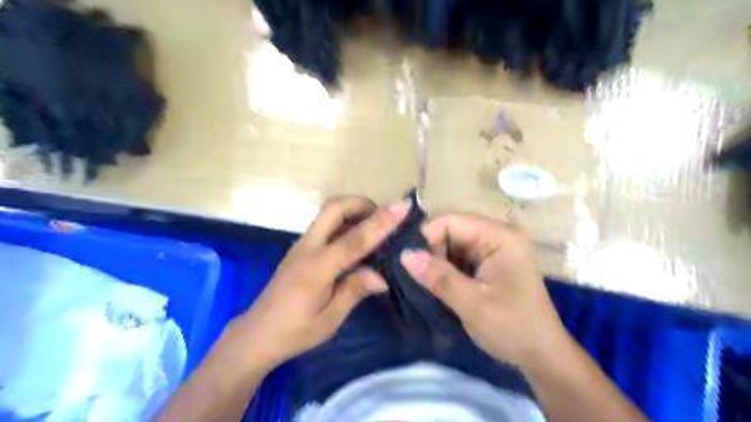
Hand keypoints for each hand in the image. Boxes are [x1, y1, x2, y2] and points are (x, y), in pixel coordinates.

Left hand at [234, 196, 409, 367]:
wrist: (256, 334)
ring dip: (353, 210)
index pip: (355, 239)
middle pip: (333, 208)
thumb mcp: (329, 320)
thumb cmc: (294, 332)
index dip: (381, 221)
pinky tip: (356, 238)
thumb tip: (382, 277)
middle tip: (384, 215)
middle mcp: (307, 248)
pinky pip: (324, 224)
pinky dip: (344, 221)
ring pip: (327, 212)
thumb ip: (354, 291)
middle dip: (362, 203)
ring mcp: (300, 245)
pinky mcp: (299, 248)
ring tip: (375, 224)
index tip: (403, 206)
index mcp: (318, 268)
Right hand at [405, 214, 568, 369]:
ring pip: (451, 244)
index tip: (410, 264)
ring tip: (428, 284)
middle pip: (450, 230)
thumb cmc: (513, 328)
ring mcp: (494, 247)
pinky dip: (446, 269)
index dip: (426, 238)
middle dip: (431, 252)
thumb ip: (439, 277)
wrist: (542, 355)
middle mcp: (498, 234)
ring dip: (437, 262)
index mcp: (500, 236)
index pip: (450, 221)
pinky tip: (440, 286)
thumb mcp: (472, 304)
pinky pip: (459, 256)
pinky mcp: (489, 261)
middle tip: (420, 279)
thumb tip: (405, 254)